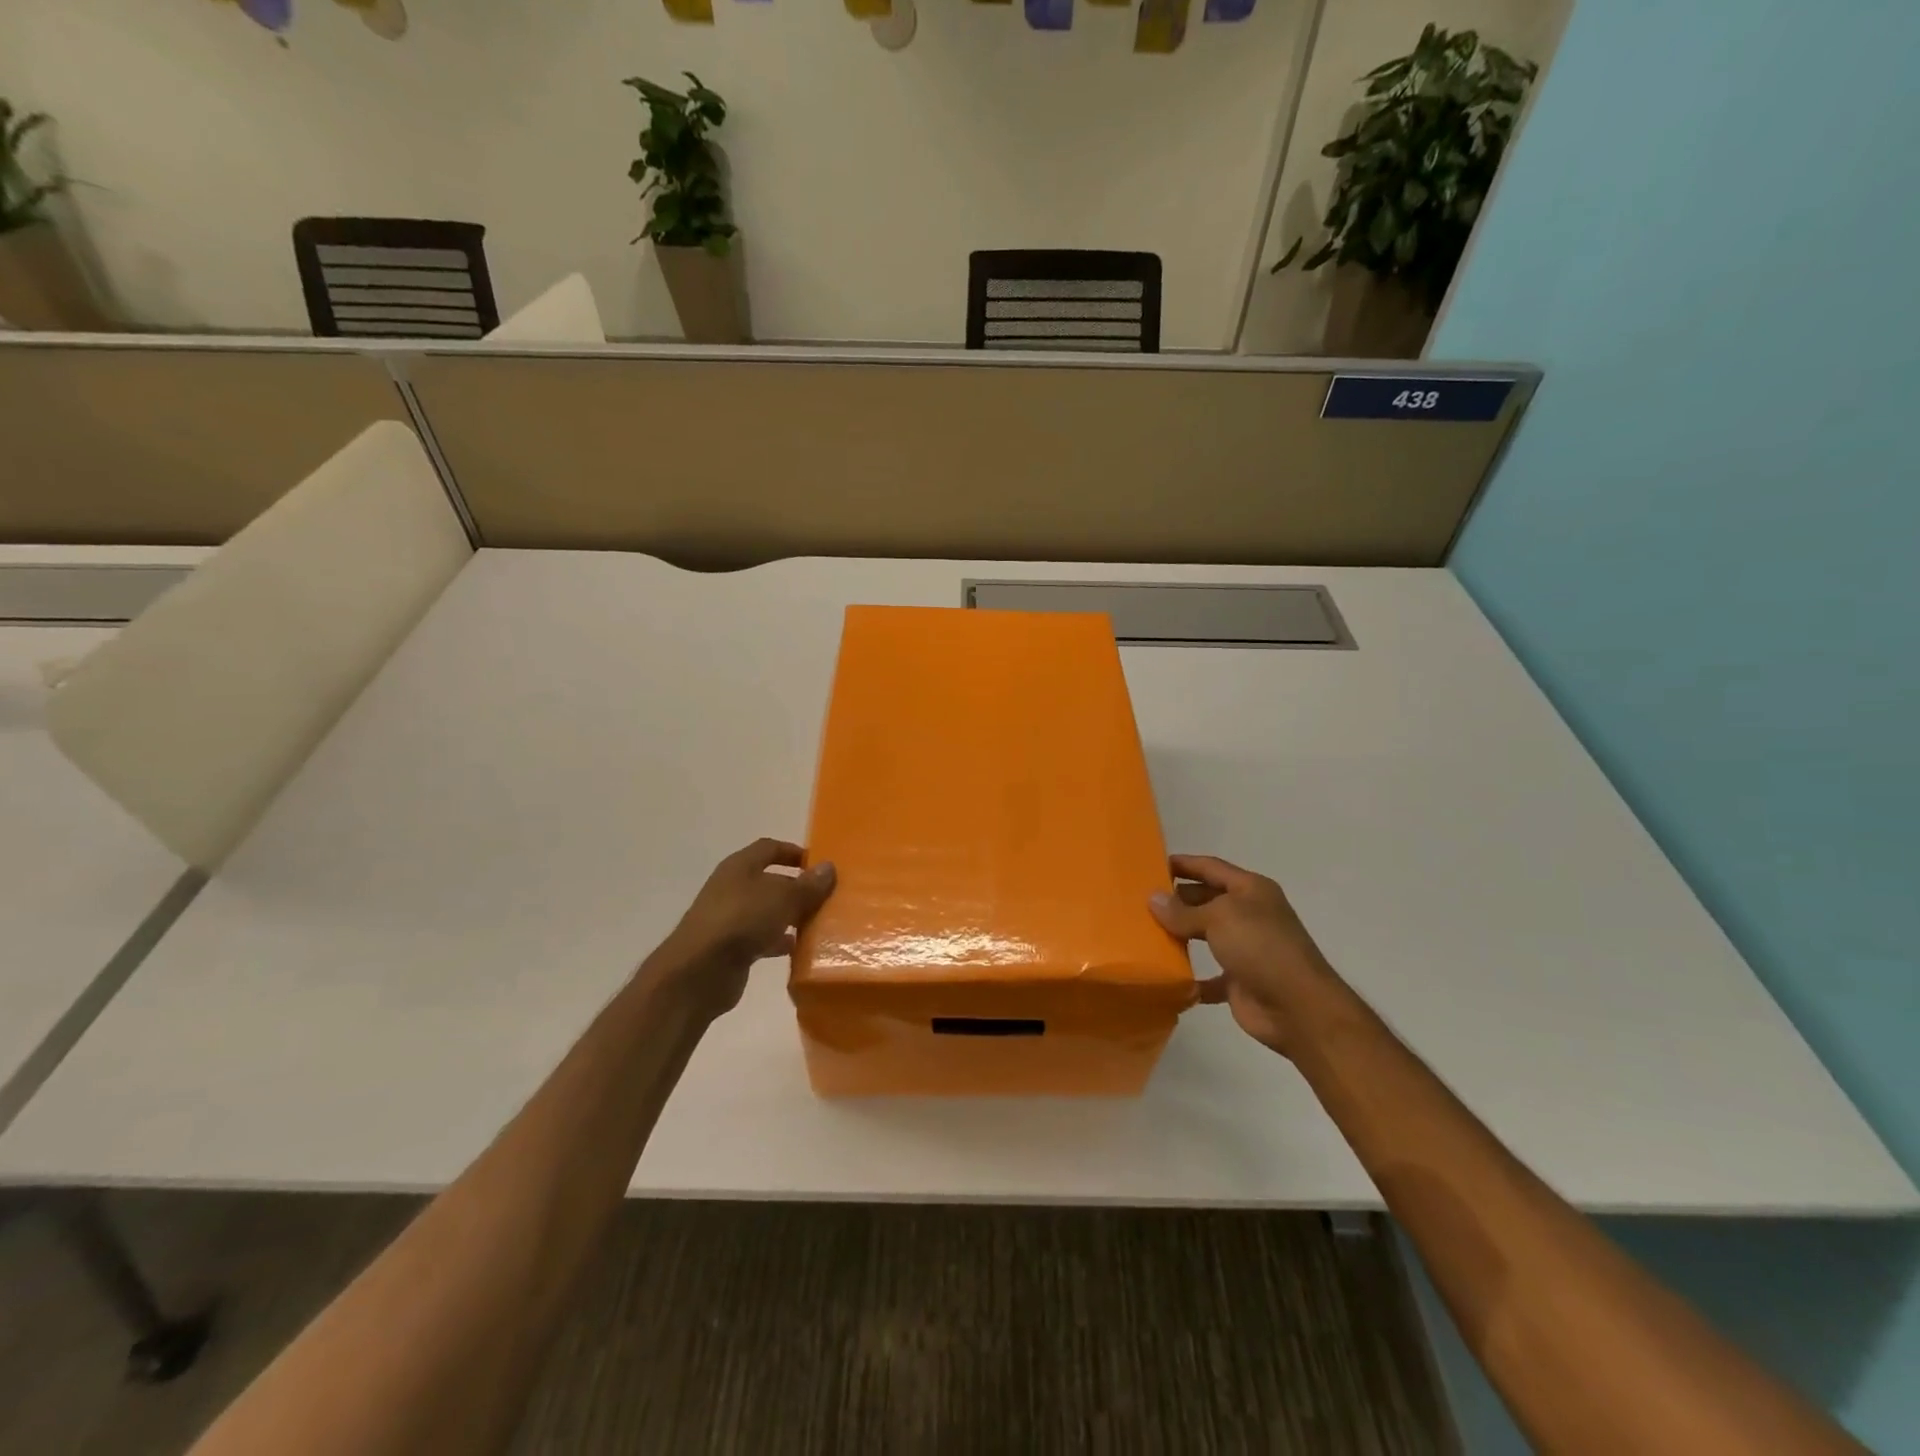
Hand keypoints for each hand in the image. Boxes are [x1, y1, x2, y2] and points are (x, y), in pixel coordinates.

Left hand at [649, 839, 835, 1017]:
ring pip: (767, 911)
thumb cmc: (741, 921)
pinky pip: (762, 938)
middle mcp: (732, 888)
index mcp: (740, 867)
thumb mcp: (783, 898)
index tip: (818, 864)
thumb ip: (808, 885)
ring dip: (791, 916)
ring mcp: (729, 919)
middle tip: (826, 897)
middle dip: (797, 888)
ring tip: (819, 924)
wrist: (698, 972)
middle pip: (770, 881)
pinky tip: (799, 950)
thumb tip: (829, 867)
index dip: (793, 852)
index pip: (769, 848)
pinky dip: (779, 942)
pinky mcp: (731, 948)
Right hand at [1149, 854, 1334, 1056]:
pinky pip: (1208, 976)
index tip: (1151, 864)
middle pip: (1206, 899)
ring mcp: (1245, 948)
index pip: (1211, 867)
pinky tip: (1166, 975)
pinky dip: (1190, 976)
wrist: (1298, 1008)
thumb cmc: (1260, 947)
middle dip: (1177, 899)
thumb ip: (1183, 910)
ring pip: (1205, 935)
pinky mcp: (1239, 980)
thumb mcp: (1218, 918)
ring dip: (1179, 935)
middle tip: (1140, 901)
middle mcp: (1249, 915)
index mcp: (1251, 890)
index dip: (1184, 864)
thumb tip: (1153, 899)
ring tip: (1144, 932)